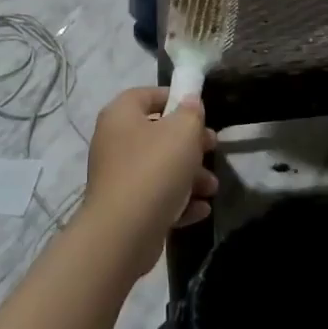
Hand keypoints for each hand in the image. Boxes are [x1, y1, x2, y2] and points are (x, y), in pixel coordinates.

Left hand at [84, 87, 218, 262]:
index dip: (174, 98)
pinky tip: (200, 209)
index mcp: (121, 116)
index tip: (200, 111)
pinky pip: (155, 197)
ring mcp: (117, 177)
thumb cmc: (154, 170)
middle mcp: (114, 142)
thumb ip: (191, 112)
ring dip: (190, 176)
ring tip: (211, 187)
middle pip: (157, 134)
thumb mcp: (183, 132)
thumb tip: (190, 101)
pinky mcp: (124, 208)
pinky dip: (178, 201)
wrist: (124, 233)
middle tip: (213, 148)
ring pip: (160, 168)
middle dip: (190, 143)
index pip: (146, 95)